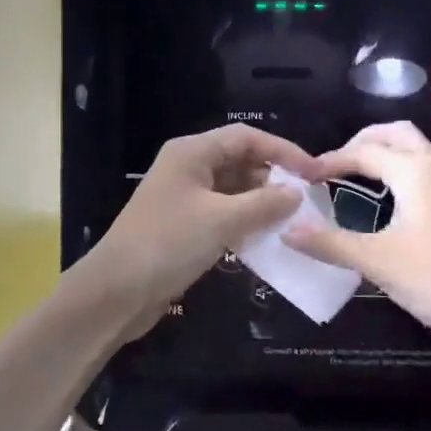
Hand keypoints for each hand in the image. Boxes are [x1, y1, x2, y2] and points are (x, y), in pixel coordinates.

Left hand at [92, 124, 318, 324]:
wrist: (116, 292)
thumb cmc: (167, 244)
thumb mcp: (222, 221)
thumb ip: (264, 204)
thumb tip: (296, 193)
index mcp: (192, 153)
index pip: (246, 137)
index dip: (283, 151)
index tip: (315, 173)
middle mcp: (188, 167)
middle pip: (240, 161)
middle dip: (273, 177)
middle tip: (307, 200)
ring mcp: (184, 197)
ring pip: (233, 190)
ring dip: (261, 203)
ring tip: (293, 220)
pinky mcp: (183, 225)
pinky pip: (223, 214)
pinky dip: (245, 222)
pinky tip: (266, 239)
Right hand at [287, 122, 430, 345]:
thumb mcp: (375, 260)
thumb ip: (329, 243)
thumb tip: (287, 231)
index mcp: (413, 171)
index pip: (364, 152)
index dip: (332, 160)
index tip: (307, 176)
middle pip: (397, 133)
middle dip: (364, 140)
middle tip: (336, 161)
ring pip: (419, 146)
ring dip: (389, 148)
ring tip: (362, 170)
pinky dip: (406, 164)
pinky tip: (395, 194)